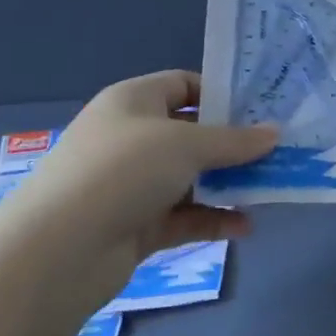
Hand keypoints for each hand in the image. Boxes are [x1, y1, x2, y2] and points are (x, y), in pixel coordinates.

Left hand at [6, 71, 276, 273]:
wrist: (59, 250)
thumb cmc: (124, 171)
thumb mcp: (186, 145)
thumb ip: (235, 141)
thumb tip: (275, 133)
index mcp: (134, 101)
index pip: (183, 85)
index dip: (220, 94)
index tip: (260, 111)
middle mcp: (132, 137)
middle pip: (191, 134)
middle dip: (233, 145)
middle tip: (276, 152)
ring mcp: (132, 184)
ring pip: (191, 178)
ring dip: (228, 184)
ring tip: (270, 190)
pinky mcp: (136, 225)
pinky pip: (184, 216)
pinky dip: (213, 219)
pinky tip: (245, 227)